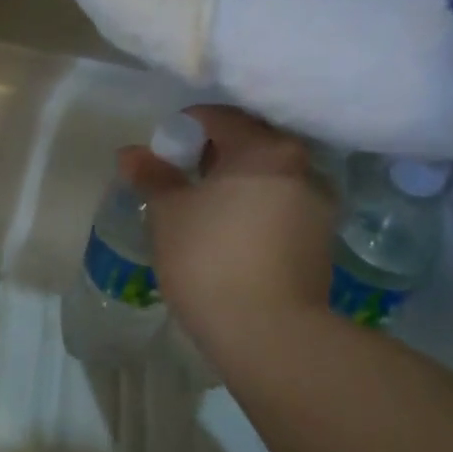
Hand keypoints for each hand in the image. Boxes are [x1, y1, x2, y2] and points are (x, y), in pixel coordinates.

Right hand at [118, 106, 334, 349]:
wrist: (268, 333)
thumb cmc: (209, 259)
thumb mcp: (169, 213)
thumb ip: (152, 176)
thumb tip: (130, 153)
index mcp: (266, 149)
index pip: (219, 118)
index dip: (183, 130)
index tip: (161, 156)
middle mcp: (304, 167)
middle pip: (250, 144)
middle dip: (211, 156)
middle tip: (179, 181)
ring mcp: (319, 206)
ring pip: (268, 178)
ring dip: (236, 185)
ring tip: (203, 212)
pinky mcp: (322, 241)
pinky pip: (281, 208)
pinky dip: (254, 210)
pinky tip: (230, 237)